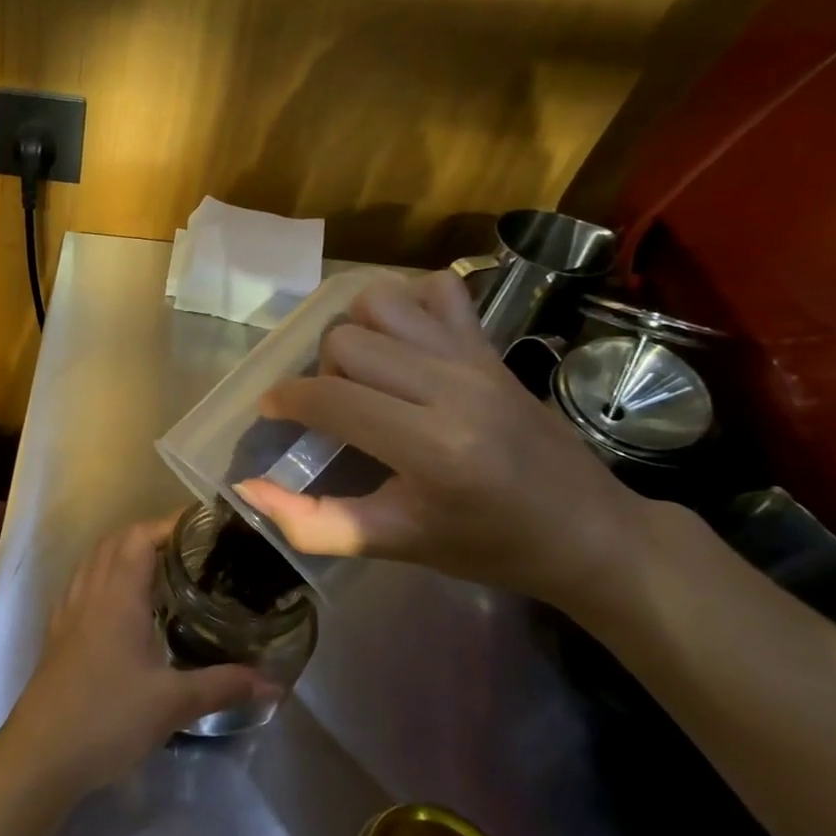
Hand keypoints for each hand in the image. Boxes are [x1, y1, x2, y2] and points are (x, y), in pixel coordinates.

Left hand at [0, 521, 276, 800]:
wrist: (40, 755)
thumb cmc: (108, 718)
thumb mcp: (173, 704)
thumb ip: (223, 686)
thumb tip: (273, 683)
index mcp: (117, 595)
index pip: (140, 536)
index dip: (170, 523)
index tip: (204, 526)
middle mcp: (90, 591)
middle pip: (116, 541)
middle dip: (152, 534)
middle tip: (191, 548)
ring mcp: (69, 610)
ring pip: (96, 560)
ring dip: (126, 552)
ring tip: (163, 569)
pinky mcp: (59, 632)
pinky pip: (84, 584)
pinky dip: (106, 576)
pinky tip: (125, 604)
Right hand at [235, 269, 647, 614]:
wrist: (588, 531)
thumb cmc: (487, 545)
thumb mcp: (393, 544)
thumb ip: (312, 522)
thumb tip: (247, 487)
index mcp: (430, 446)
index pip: (330, 397)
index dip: (285, 400)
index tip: (272, 412)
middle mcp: (452, 387)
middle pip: (346, 341)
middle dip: (320, 372)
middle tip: (334, 410)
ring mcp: (475, 358)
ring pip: (381, 302)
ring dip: (356, 332)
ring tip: (364, 373)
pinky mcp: (491, 345)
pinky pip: (437, 290)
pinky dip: (408, 305)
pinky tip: (404, 344)